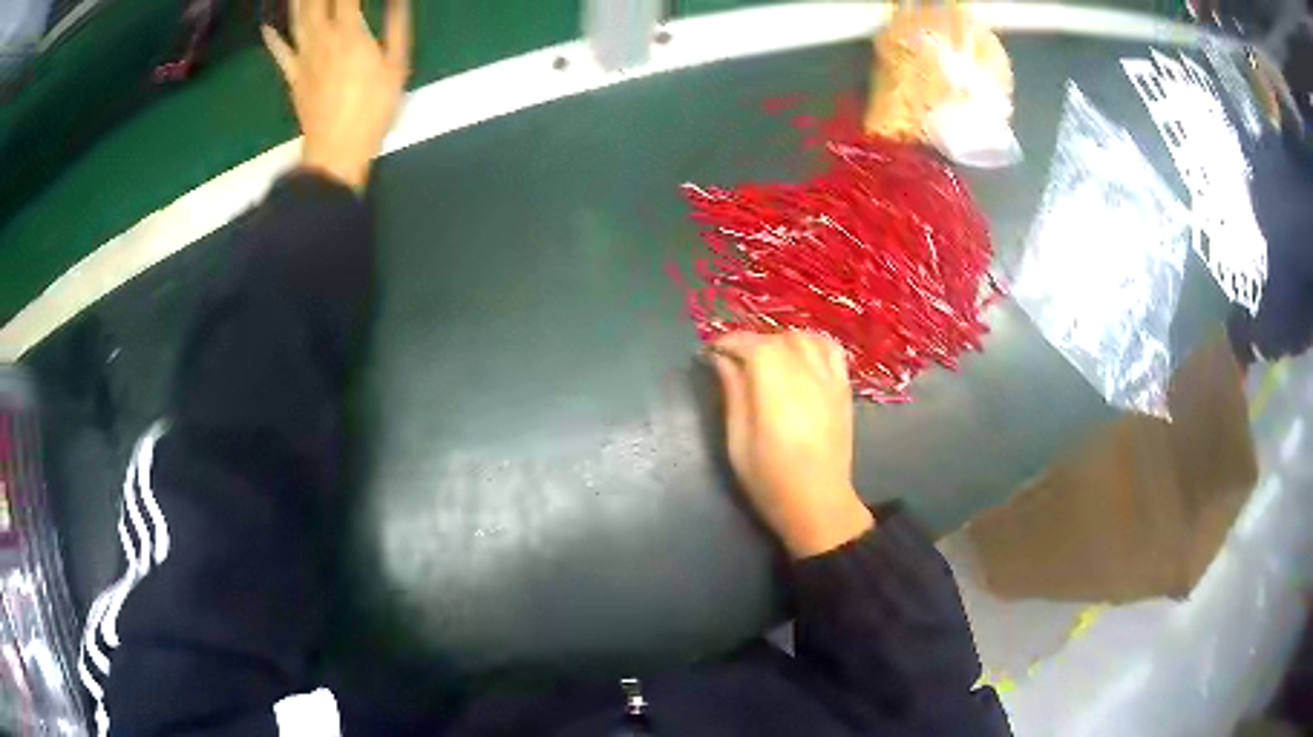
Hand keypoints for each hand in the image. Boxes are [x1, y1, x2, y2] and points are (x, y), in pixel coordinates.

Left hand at [262, 0, 411, 192]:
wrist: (337, 150)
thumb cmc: (373, 108)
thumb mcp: (396, 65)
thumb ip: (396, 26)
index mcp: (350, 31)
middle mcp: (323, 37)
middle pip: (316, 2)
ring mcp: (304, 56)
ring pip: (297, 19)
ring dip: (296, 1)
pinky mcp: (293, 75)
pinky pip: (279, 53)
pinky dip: (271, 39)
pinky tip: (266, 26)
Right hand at [710, 331, 873, 558]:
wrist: (817, 502)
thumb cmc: (770, 477)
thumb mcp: (737, 439)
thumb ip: (733, 392)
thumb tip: (721, 359)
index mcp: (774, 384)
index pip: (750, 344)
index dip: (728, 342)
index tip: (711, 352)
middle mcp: (805, 371)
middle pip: (777, 338)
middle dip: (751, 343)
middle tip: (733, 361)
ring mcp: (829, 378)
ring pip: (804, 338)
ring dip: (781, 341)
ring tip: (767, 359)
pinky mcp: (843, 388)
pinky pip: (831, 350)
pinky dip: (813, 344)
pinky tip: (801, 358)